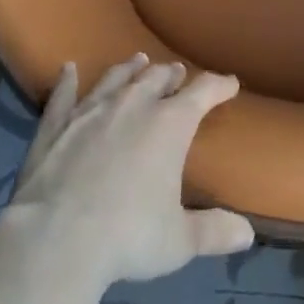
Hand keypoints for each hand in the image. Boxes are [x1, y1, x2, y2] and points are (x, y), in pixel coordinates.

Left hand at [4, 53, 254, 287]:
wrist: (56, 240)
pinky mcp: (56, 126)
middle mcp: (133, 105)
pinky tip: (67, 69)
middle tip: (178, 73)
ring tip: (139, 61)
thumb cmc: (128, 237)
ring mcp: (91, 111)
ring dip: (130, 69)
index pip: (203, 92)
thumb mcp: (179, 242)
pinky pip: (63, 96)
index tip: (230, 83)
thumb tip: (247, 234)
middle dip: (171, 75)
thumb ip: (213, 231)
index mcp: (170, 124)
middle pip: (157, 78)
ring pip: (116, 79)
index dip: (219, 86)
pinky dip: (66, 81)